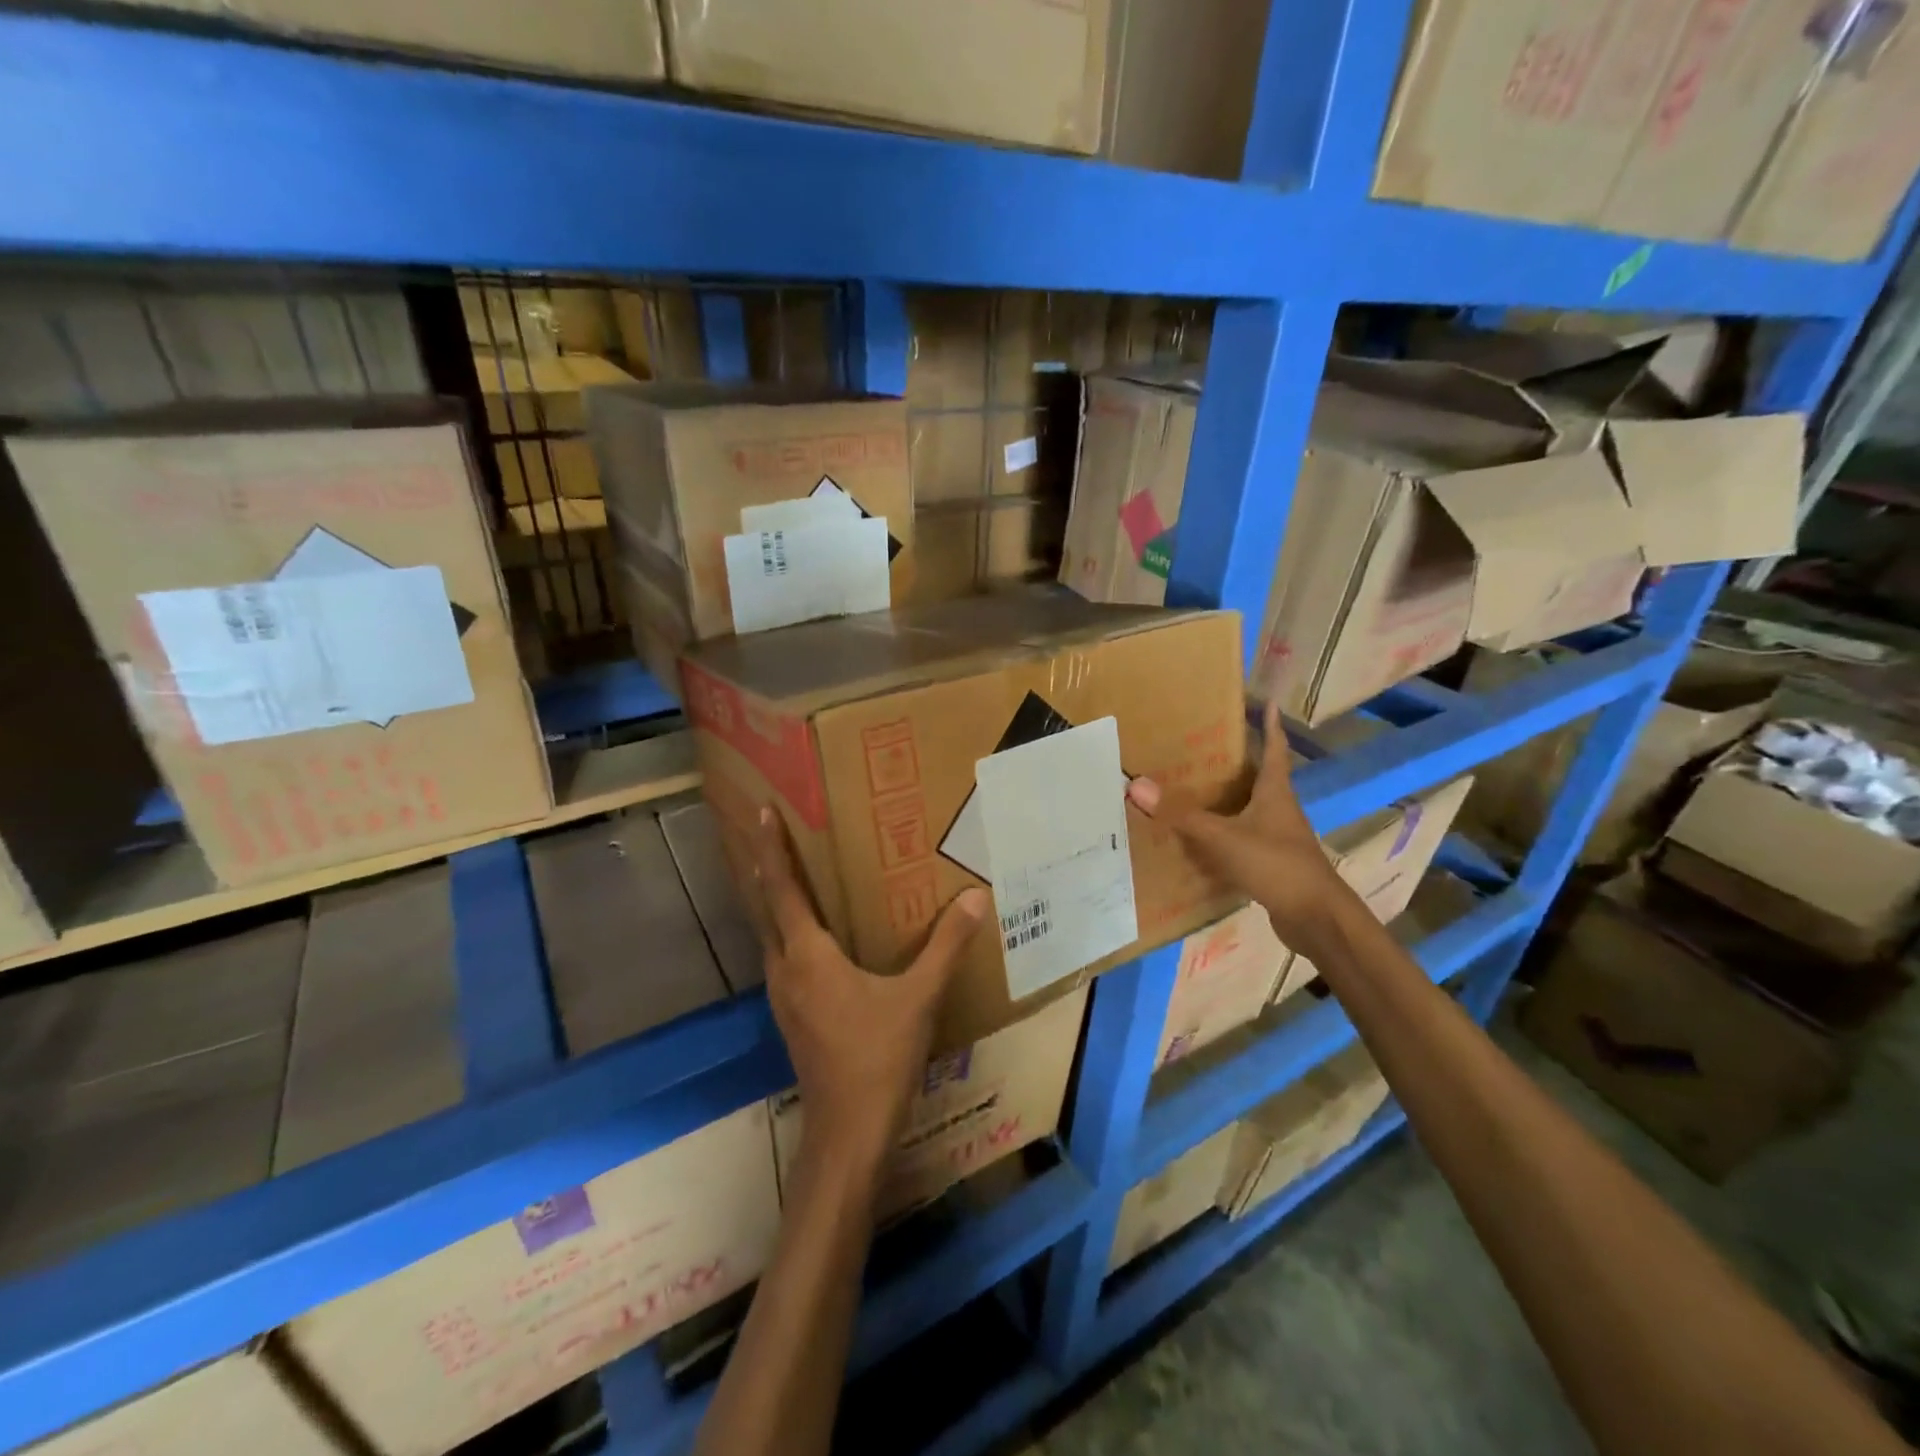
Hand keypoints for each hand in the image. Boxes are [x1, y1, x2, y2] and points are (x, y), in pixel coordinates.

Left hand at [747, 807, 987, 1161]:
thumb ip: (946, 946)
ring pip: (771, 935)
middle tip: (773, 833)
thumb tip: (975, 898)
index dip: (772, 848)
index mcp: (807, 955)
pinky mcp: (792, 1015)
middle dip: (767, 869)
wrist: (849, 1132)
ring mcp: (783, 996)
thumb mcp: (919, 997)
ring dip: (777, 902)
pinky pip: (783, 958)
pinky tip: (815, 936)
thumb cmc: (879, 1057)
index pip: (782, 888)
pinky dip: (789, 932)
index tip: (762, 811)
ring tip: (794, 875)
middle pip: (767, 907)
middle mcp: (784, 969)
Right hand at [1126, 700, 1346, 948]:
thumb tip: (1137, 785)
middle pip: (1260, 780)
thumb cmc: (1276, 864)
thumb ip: (1182, 815)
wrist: (1316, 919)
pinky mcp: (1273, 866)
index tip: (1269, 704)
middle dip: (1238, 764)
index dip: (1270, 727)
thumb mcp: (1224, 837)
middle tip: (1208, 748)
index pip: (1274, 751)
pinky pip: (1244, 842)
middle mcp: (1280, 811)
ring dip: (1229, 802)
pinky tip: (1202, 843)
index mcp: (1275, 794)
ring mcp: (1279, 840)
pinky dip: (1225, 837)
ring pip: (1250, 812)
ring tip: (1197, 791)